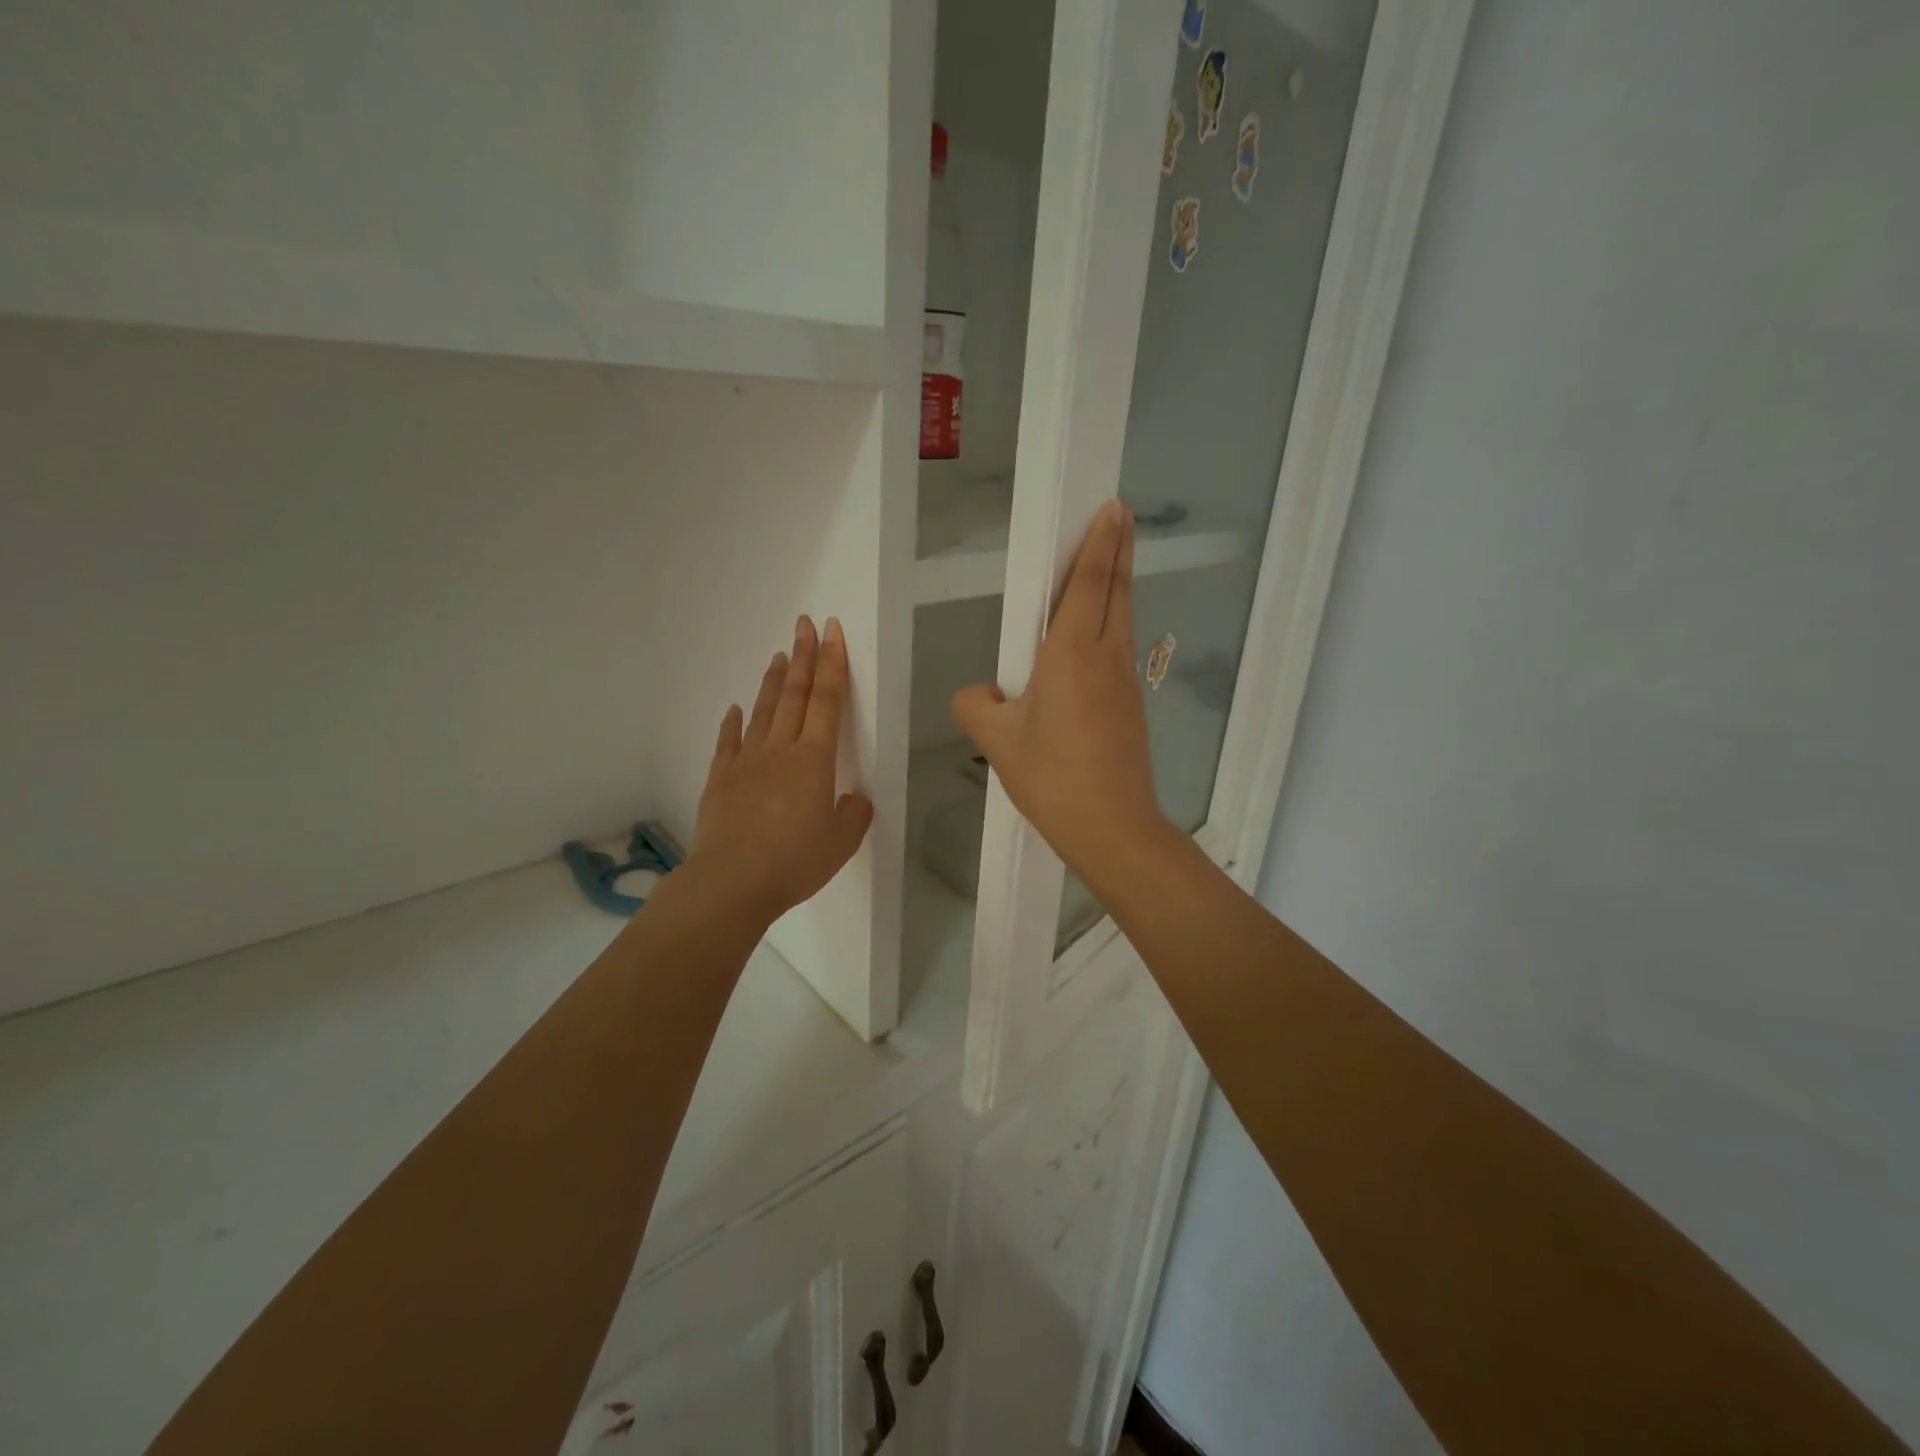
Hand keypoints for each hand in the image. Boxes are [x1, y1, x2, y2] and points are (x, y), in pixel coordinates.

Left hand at [690, 616, 873, 925]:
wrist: (732, 882)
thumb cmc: (794, 862)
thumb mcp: (842, 842)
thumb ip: (854, 814)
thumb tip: (853, 798)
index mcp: (815, 760)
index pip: (828, 701)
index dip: (832, 664)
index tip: (831, 632)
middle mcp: (780, 750)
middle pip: (795, 695)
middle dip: (803, 657)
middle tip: (804, 625)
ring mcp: (746, 762)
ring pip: (763, 712)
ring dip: (774, 681)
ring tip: (779, 655)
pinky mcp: (720, 780)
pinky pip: (728, 743)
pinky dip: (733, 723)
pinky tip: (735, 709)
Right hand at [952, 500, 1167, 880]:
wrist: (1112, 827)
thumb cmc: (1052, 777)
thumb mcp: (996, 741)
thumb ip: (975, 704)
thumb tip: (983, 692)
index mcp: (1071, 654)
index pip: (1088, 584)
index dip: (1099, 544)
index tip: (1111, 509)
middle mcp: (1105, 657)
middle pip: (1115, 591)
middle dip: (1118, 550)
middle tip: (1120, 516)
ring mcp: (1125, 682)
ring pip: (1122, 618)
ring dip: (1119, 584)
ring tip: (1112, 563)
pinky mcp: (1131, 705)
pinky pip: (1120, 647)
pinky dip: (1114, 621)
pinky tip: (1099, 634)